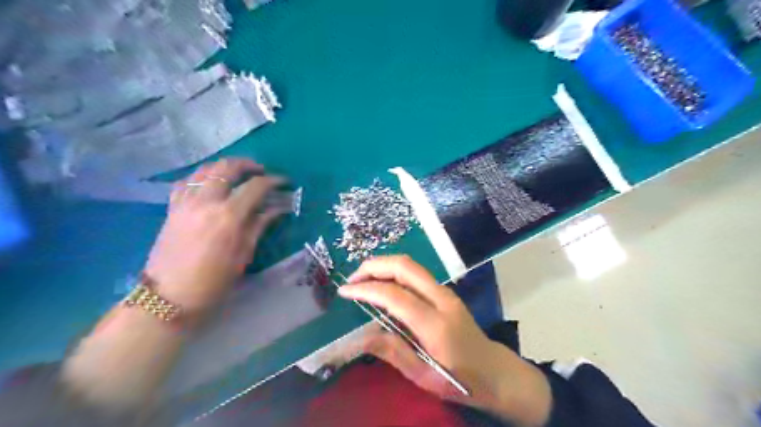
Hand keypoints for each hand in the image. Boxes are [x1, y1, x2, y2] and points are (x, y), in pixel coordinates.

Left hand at [143, 158, 284, 311]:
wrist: (168, 296)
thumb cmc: (213, 281)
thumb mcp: (243, 254)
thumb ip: (259, 225)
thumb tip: (277, 208)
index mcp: (228, 215)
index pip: (255, 186)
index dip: (273, 181)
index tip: (284, 182)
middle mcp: (206, 201)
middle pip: (227, 167)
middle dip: (248, 165)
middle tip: (261, 172)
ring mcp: (185, 202)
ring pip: (205, 169)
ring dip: (225, 166)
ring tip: (238, 174)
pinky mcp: (172, 207)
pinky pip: (186, 181)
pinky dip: (201, 176)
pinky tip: (210, 183)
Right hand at [341, 256, 553, 424]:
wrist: (495, 371)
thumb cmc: (460, 380)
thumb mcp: (423, 376)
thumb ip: (392, 352)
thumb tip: (359, 336)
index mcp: (435, 324)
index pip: (394, 295)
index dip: (366, 289)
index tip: (344, 291)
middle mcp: (442, 299)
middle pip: (405, 266)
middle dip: (374, 266)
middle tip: (352, 279)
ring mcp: (446, 292)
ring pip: (411, 264)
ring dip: (383, 266)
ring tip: (362, 280)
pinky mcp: (446, 291)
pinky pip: (416, 273)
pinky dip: (394, 272)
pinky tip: (383, 284)